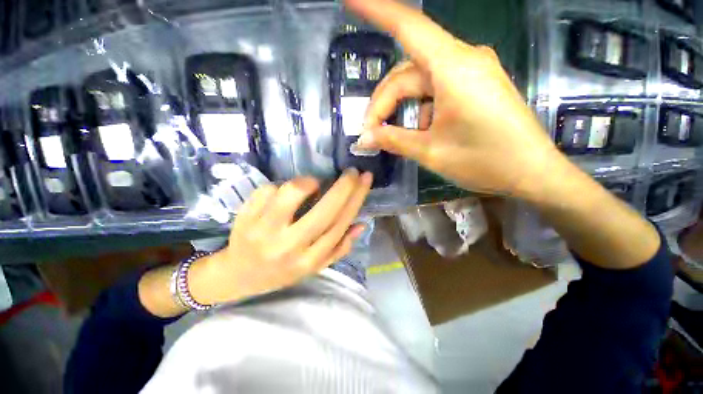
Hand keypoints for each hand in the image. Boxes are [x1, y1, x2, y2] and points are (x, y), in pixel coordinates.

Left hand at [189, 169, 372, 304]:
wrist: (239, 276)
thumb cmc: (283, 270)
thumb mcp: (315, 266)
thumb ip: (340, 248)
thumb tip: (360, 224)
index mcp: (310, 259)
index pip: (340, 224)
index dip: (356, 198)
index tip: (364, 179)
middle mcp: (289, 247)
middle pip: (324, 212)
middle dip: (343, 186)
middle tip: (352, 172)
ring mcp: (264, 231)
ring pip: (292, 194)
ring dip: (308, 182)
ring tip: (313, 183)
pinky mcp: (245, 218)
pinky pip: (268, 189)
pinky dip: (280, 185)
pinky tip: (283, 193)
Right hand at [348, 0, 561, 196]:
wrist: (531, 172)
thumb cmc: (485, 162)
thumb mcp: (431, 152)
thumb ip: (394, 140)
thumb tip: (364, 138)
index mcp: (453, 68)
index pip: (408, 27)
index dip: (376, 9)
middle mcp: (462, 60)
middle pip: (406, 73)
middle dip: (383, 103)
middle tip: (370, 134)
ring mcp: (470, 73)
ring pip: (418, 84)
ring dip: (400, 109)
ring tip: (392, 137)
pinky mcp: (474, 87)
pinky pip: (434, 92)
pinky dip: (418, 111)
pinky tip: (418, 133)